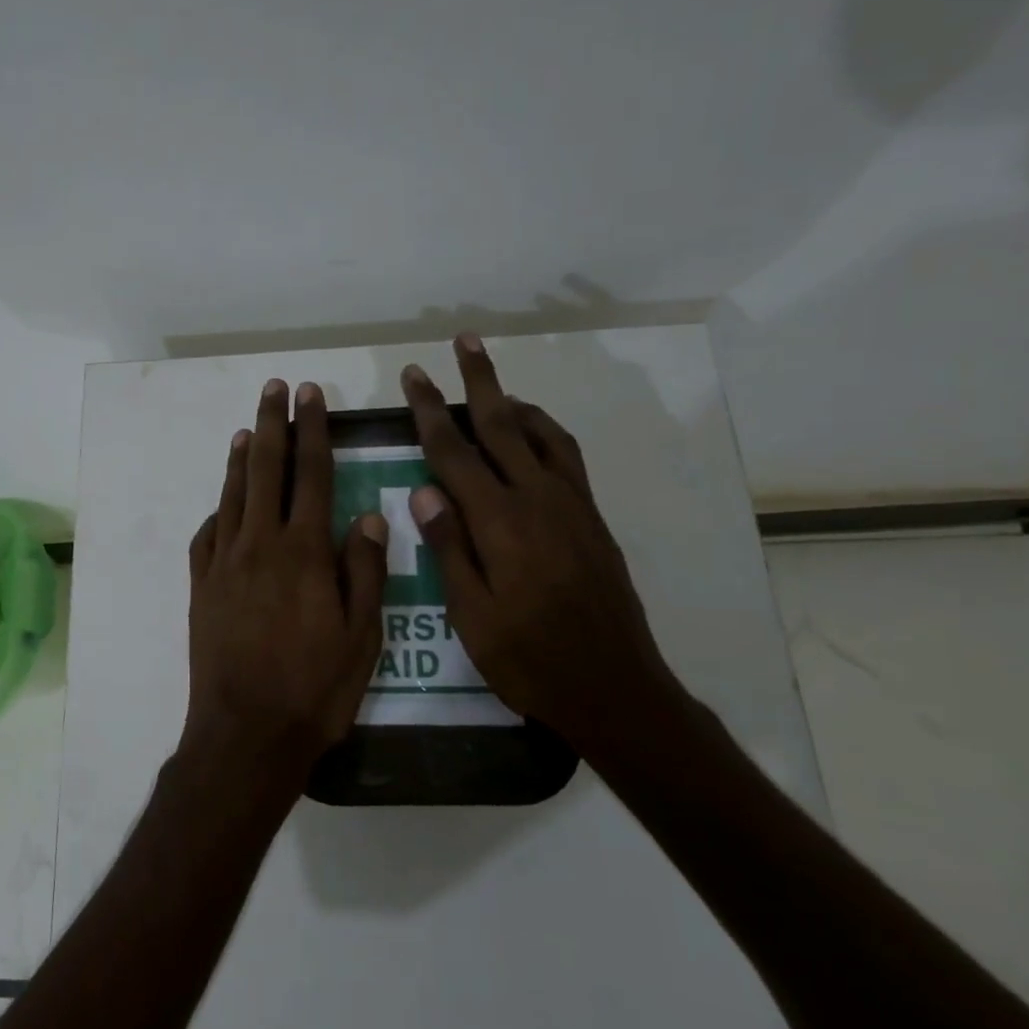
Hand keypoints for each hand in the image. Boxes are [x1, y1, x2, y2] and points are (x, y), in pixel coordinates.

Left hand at [183, 378, 388, 799]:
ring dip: (242, 459)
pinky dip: (217, 511)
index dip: (313, 430)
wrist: (246, 733)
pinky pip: (206, 536)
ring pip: (233, 496)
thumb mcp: (362, 637)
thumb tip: (368, 516)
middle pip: (267, 471)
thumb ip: (365, 571)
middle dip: (273, 425)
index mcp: (304, 551)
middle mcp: (260, 545)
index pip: (311, 474)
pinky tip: (222, 504)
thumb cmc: (315, 689)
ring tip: (248, 428)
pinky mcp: (201, 587)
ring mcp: (224, 564)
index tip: (310, 396)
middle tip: (275, 389)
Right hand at [399, 336, 683, 756]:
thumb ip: (449, 548)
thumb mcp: (472, 615)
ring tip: (494, 384)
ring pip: (540, 433)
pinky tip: (532, 435)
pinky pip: (566, 456)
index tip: (414, 376)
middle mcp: (538, 500)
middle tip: (464, 341)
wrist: (614, 687)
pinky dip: (545, 431)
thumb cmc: (529, 659)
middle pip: (502, 425)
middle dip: (478, 381)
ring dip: (514, 400)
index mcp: (500, 523)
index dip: (430, 412)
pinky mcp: (591, 519)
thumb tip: (424, 490)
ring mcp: (571, 506)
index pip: (454, 453)